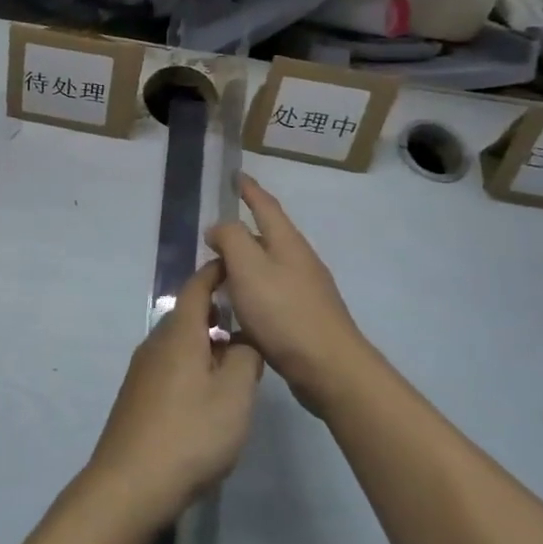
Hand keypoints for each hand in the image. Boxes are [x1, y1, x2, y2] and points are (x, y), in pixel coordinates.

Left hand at [85, 259, 262, 533]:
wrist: (129, 485)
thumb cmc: (189, 434)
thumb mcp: (235, 395)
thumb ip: (246, 359)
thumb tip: (244, 342)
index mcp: (178, 333)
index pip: (197, 286)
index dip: (217, 272)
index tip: (238, 265)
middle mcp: (155, 343)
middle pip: (187, 315)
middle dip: (217, 312)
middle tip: (249, 320)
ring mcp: (142, 371)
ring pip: (179, 343)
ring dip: (206, 343)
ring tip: (236, 360)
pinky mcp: (137, 398)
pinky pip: (170, 366)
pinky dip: (193, 366)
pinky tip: (208, 395)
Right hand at [206, 174, 368, 415]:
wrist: (329, 368)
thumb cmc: (284, 312)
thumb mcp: (248, 267)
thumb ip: (231, 239)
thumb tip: (219, 228)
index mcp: (287, 242)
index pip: (265, 205)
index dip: (249, 190)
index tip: (236, 175)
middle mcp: (299, 260)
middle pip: (268, 236)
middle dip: (243, 231)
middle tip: (214, 234)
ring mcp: (305, 290)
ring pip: (268, 267)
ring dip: (245, 265)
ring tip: (219, 272)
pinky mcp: (303, 319)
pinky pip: (270, 295)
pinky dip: (250, 295)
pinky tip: (236, 312)